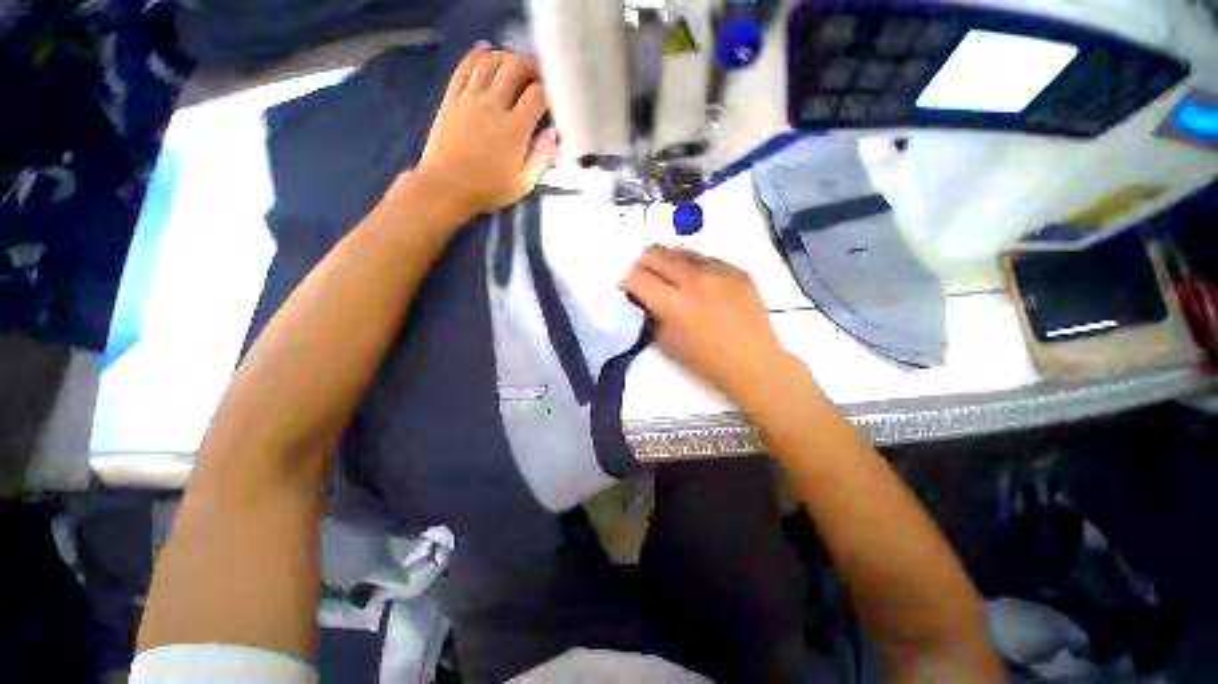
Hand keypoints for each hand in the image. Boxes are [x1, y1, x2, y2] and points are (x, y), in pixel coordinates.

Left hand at [414, 44, 558, 219]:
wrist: (445, 187)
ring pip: (491, 61)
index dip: (549, 88)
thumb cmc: (488, 190)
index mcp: (514, 129)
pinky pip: (465, 67)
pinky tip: (486, 50)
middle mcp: (493, 105)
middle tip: (538, 71)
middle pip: (515, 68)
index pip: (537, 94)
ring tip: (516, 63)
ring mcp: (470, 98)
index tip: (553, 93)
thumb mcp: (523, 183)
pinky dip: (477, 54)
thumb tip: (552, 133)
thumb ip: (541, 157)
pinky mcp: (452, 98)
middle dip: (531, 65)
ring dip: (507, 57)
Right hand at [619, 245, 803, 413]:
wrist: (753, 362)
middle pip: (656, 253)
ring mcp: (719, 272)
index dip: (626, 280)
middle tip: (643, 275)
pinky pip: (706, 258)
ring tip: (671, 278)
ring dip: (668, 262)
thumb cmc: (706, 361)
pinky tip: (698, 283)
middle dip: (642, 262)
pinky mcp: (737, 270)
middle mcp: (695, 281)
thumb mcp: (667, 342)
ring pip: (681, 250)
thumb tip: (642, 298)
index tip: (627, 286)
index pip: (638, 277)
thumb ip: (650, 315)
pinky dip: (694, 267)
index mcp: (675, 305)